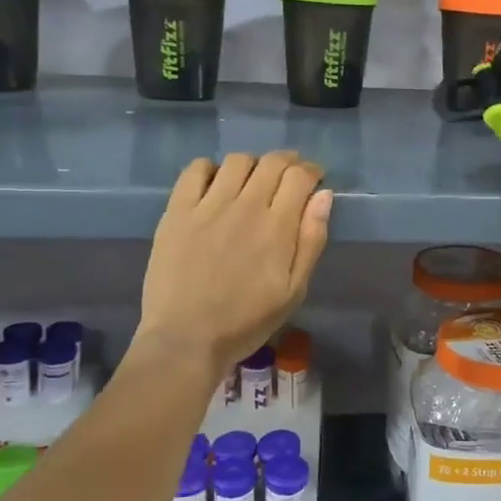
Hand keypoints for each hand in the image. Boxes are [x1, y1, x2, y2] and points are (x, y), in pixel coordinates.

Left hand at [132, 151, 332, 379]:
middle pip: (272, 162)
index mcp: (277, 226)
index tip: (313, 180)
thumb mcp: (294, 290)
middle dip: (288, 162)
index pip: (300, 176)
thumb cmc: (247, 321)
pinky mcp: (177, 211)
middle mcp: (245, 206)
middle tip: (289, 177)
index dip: (311, 171)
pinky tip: (215, 185)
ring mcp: (208, 206)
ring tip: (252, 182)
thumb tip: (324, 195)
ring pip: (238, 161)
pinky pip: (195, 170)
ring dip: (253, 165)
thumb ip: (312, 239)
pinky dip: (210, 168)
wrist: (186, 339)